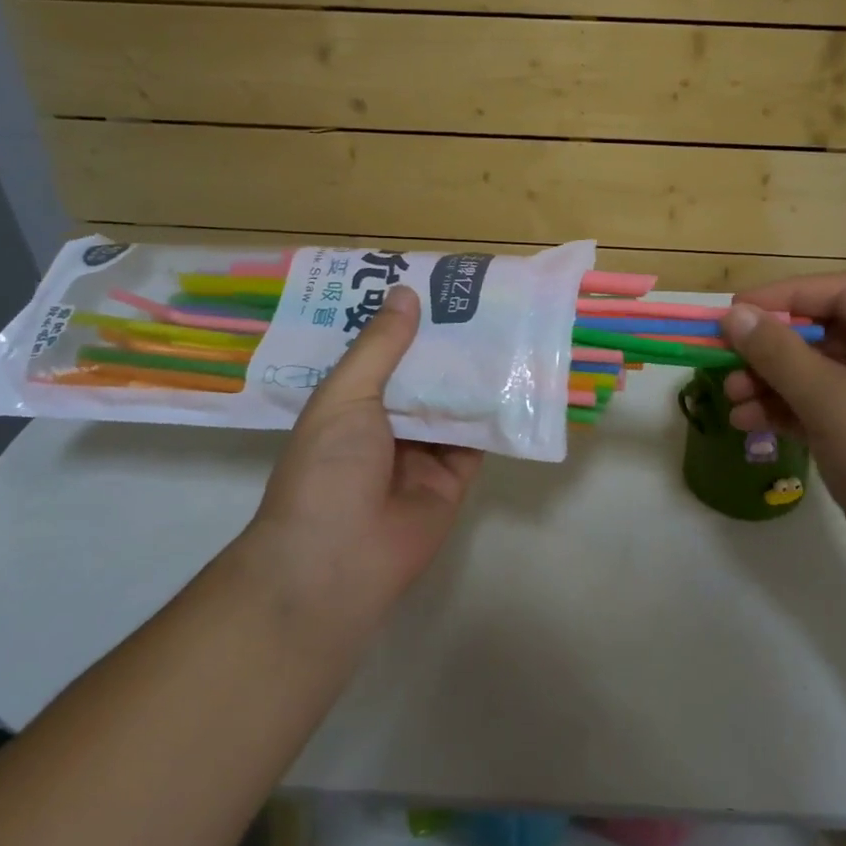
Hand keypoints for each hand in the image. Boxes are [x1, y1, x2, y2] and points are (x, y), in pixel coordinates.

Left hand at [246, 286, 483, 622]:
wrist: (338, 560)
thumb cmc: (328, 467)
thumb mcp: (345, 396)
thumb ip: (379, 348)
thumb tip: (407, 294)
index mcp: (350, 403)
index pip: (380, 353)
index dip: (404, 322)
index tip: (433, 285)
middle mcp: (385, 425)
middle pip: (422, 376)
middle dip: (446, 344)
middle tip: (480, 300)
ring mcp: (421, 453)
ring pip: (453, 404)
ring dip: (475, 375)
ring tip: (506, 328)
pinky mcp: (453, 479)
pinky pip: (478, 440)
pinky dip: (495, 415)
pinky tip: (518, 379)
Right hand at [719, 276, 845, 605]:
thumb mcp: (834, 400)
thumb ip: (779, 354)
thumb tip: (734, 314)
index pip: (839, 293)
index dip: (783, 296)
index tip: (733, 310)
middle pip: (823, 335)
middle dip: (771, 349)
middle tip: (723, 360)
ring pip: (816, 375)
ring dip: (770, 383)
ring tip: (731, 399)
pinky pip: (818, 410)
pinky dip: (783, 412)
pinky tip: (746, 423)